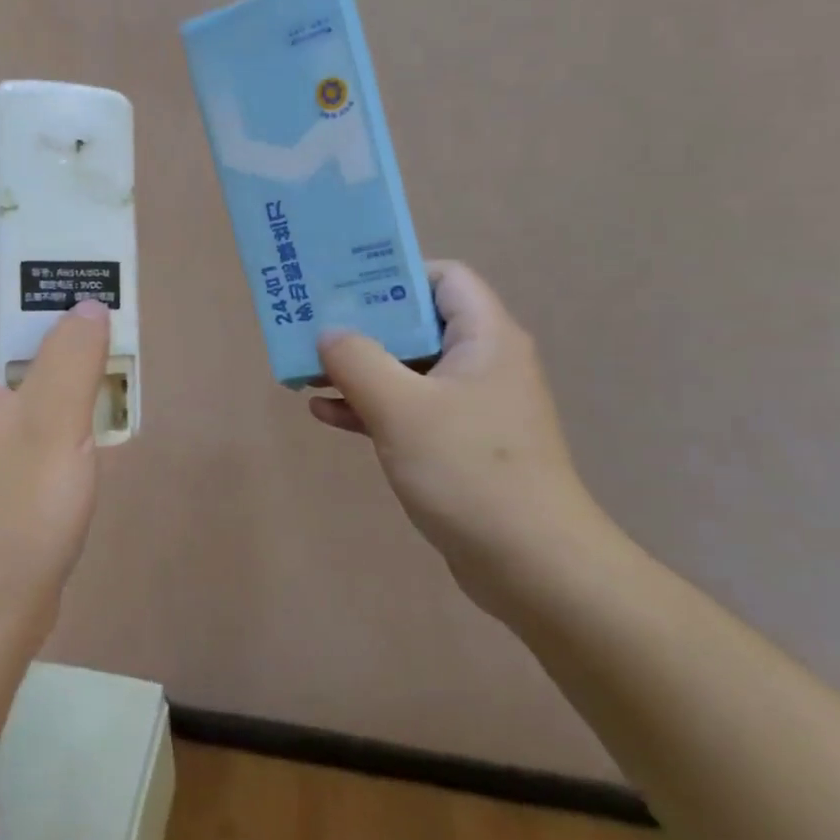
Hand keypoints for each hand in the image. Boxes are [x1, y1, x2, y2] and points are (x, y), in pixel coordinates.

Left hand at [0, 249, 111, 657]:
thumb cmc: (6, 514)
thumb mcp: (50, 425)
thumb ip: (72, 355)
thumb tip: (86, 306)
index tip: (30, 255)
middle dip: (25, 301)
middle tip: (84, 292)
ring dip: (44, 349)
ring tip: (99, 337)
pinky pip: (12, 405)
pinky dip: (46, 390)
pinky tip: (91, 398)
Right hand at [309, 261, 617, 616]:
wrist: (532, 566)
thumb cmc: (469, 471)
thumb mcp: (401, 408)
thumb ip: (357, 360)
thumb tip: (328, 332)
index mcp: (484, 337)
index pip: (444, 277)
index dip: (395, 273)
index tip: (344, 285)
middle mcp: (483, 362)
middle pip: (418, 322)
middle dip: (363, 324)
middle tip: (311, 325)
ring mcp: (472, 406)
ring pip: (408, 369)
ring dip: (360, 368)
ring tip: (307, 370)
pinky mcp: (459, 445)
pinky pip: (409, 410)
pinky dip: (371, 406)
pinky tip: (326, 414)